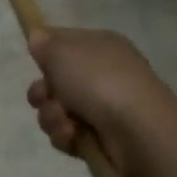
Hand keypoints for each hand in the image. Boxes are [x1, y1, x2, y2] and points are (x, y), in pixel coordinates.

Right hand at [25, 27, 156, 170]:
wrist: (139, 131)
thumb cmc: (99, 81)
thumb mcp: (62, 50)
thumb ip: (44, 42)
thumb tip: (37, 38)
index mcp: (99, 46)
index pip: (63, 42)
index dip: (46, 53)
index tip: (37, 61)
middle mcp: (102, 74)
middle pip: (55, 81)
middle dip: (42, 92)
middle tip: (46, 96)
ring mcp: (103, 107)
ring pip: (56, 110)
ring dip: (51, 116)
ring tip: (65, 121)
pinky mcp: (101, 138)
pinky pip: (67, 134)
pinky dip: (65, 135)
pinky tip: (73, 136)